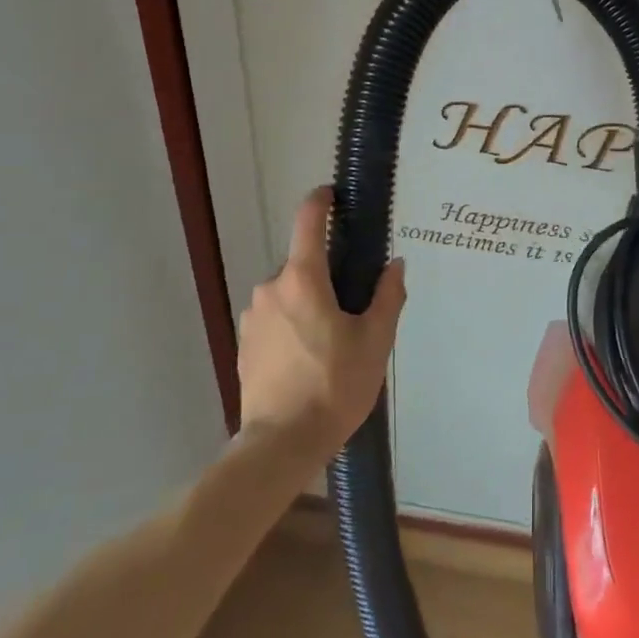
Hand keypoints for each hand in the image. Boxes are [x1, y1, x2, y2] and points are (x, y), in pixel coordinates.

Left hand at [237, 187, 406, 458]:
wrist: (281, 443)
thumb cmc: (334, 386)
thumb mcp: (375, 341)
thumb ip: (387, 296)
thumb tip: (395, 264)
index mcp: (302, 279)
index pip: (308, 221)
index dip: (321, 201)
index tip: (333, 194)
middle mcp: (270, 288)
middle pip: (302, 265)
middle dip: (326, 275)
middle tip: (353, 307)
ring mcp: (252, 316)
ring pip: (288, 293)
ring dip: (308, 302)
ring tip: (332, 341)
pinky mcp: (243, 343)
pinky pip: (274, 318)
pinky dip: (292, 324)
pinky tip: (308, 358)